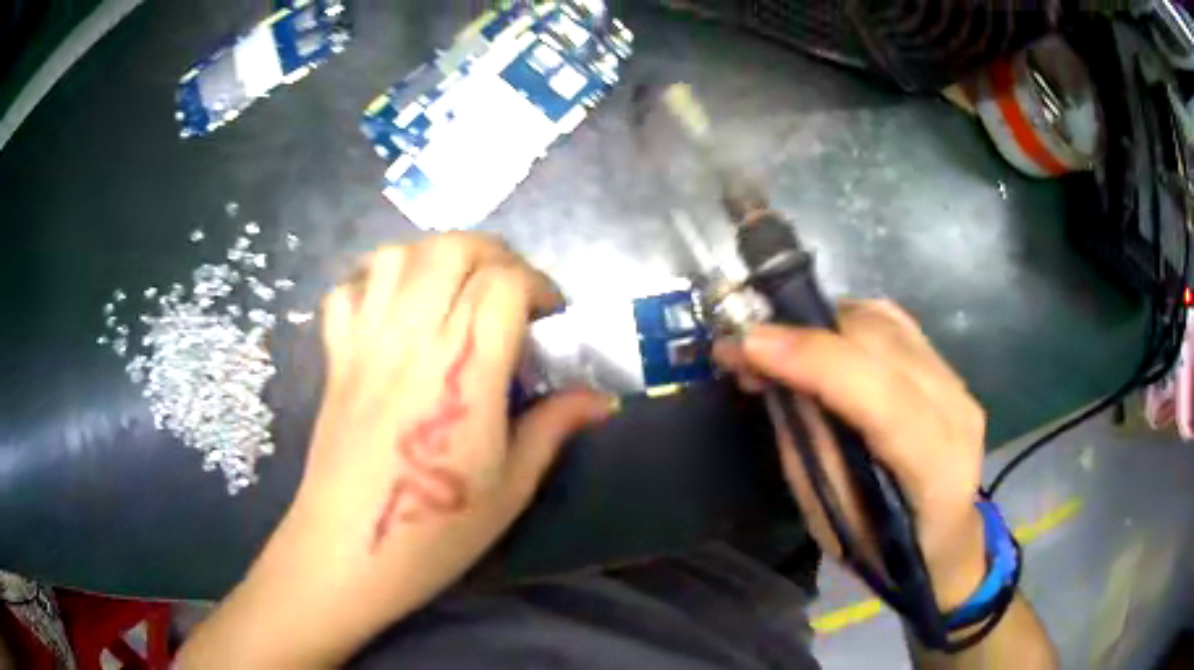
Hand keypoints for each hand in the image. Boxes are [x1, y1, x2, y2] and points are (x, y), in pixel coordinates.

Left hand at [179, 234, 613, 666]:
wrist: (350, 551)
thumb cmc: (437, 530)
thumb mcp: (512, 487)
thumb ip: (554, 427)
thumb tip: (602, 399)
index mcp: (465, 372)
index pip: (504, 284)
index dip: (538, 284)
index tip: (552, 314)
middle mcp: (412, 340)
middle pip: (451, 249)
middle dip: (493, 253)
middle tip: (510, 287)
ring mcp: (365, 343)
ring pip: (397, 256)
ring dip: (434, 256)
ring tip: (454, 288)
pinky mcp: (335, 357)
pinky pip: (347, 291)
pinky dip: (373, 282)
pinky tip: (393, 308)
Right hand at [714, 300, 987, 610]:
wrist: (943, 538)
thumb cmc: (883, 548)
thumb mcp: (832, 517)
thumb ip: (810, 445)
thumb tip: (773, 378)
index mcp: (935, 468)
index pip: (882, 397)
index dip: (815, 362)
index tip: (749, 345)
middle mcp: (956, 411)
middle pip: (880, 343)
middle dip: (804, 335)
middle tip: (746, 349)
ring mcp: (957, 381)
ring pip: (884, 322)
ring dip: (822, 325)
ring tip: (778, 348)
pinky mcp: (946, 366)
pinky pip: (893, 321)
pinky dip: (848, 322)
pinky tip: (822, 342)